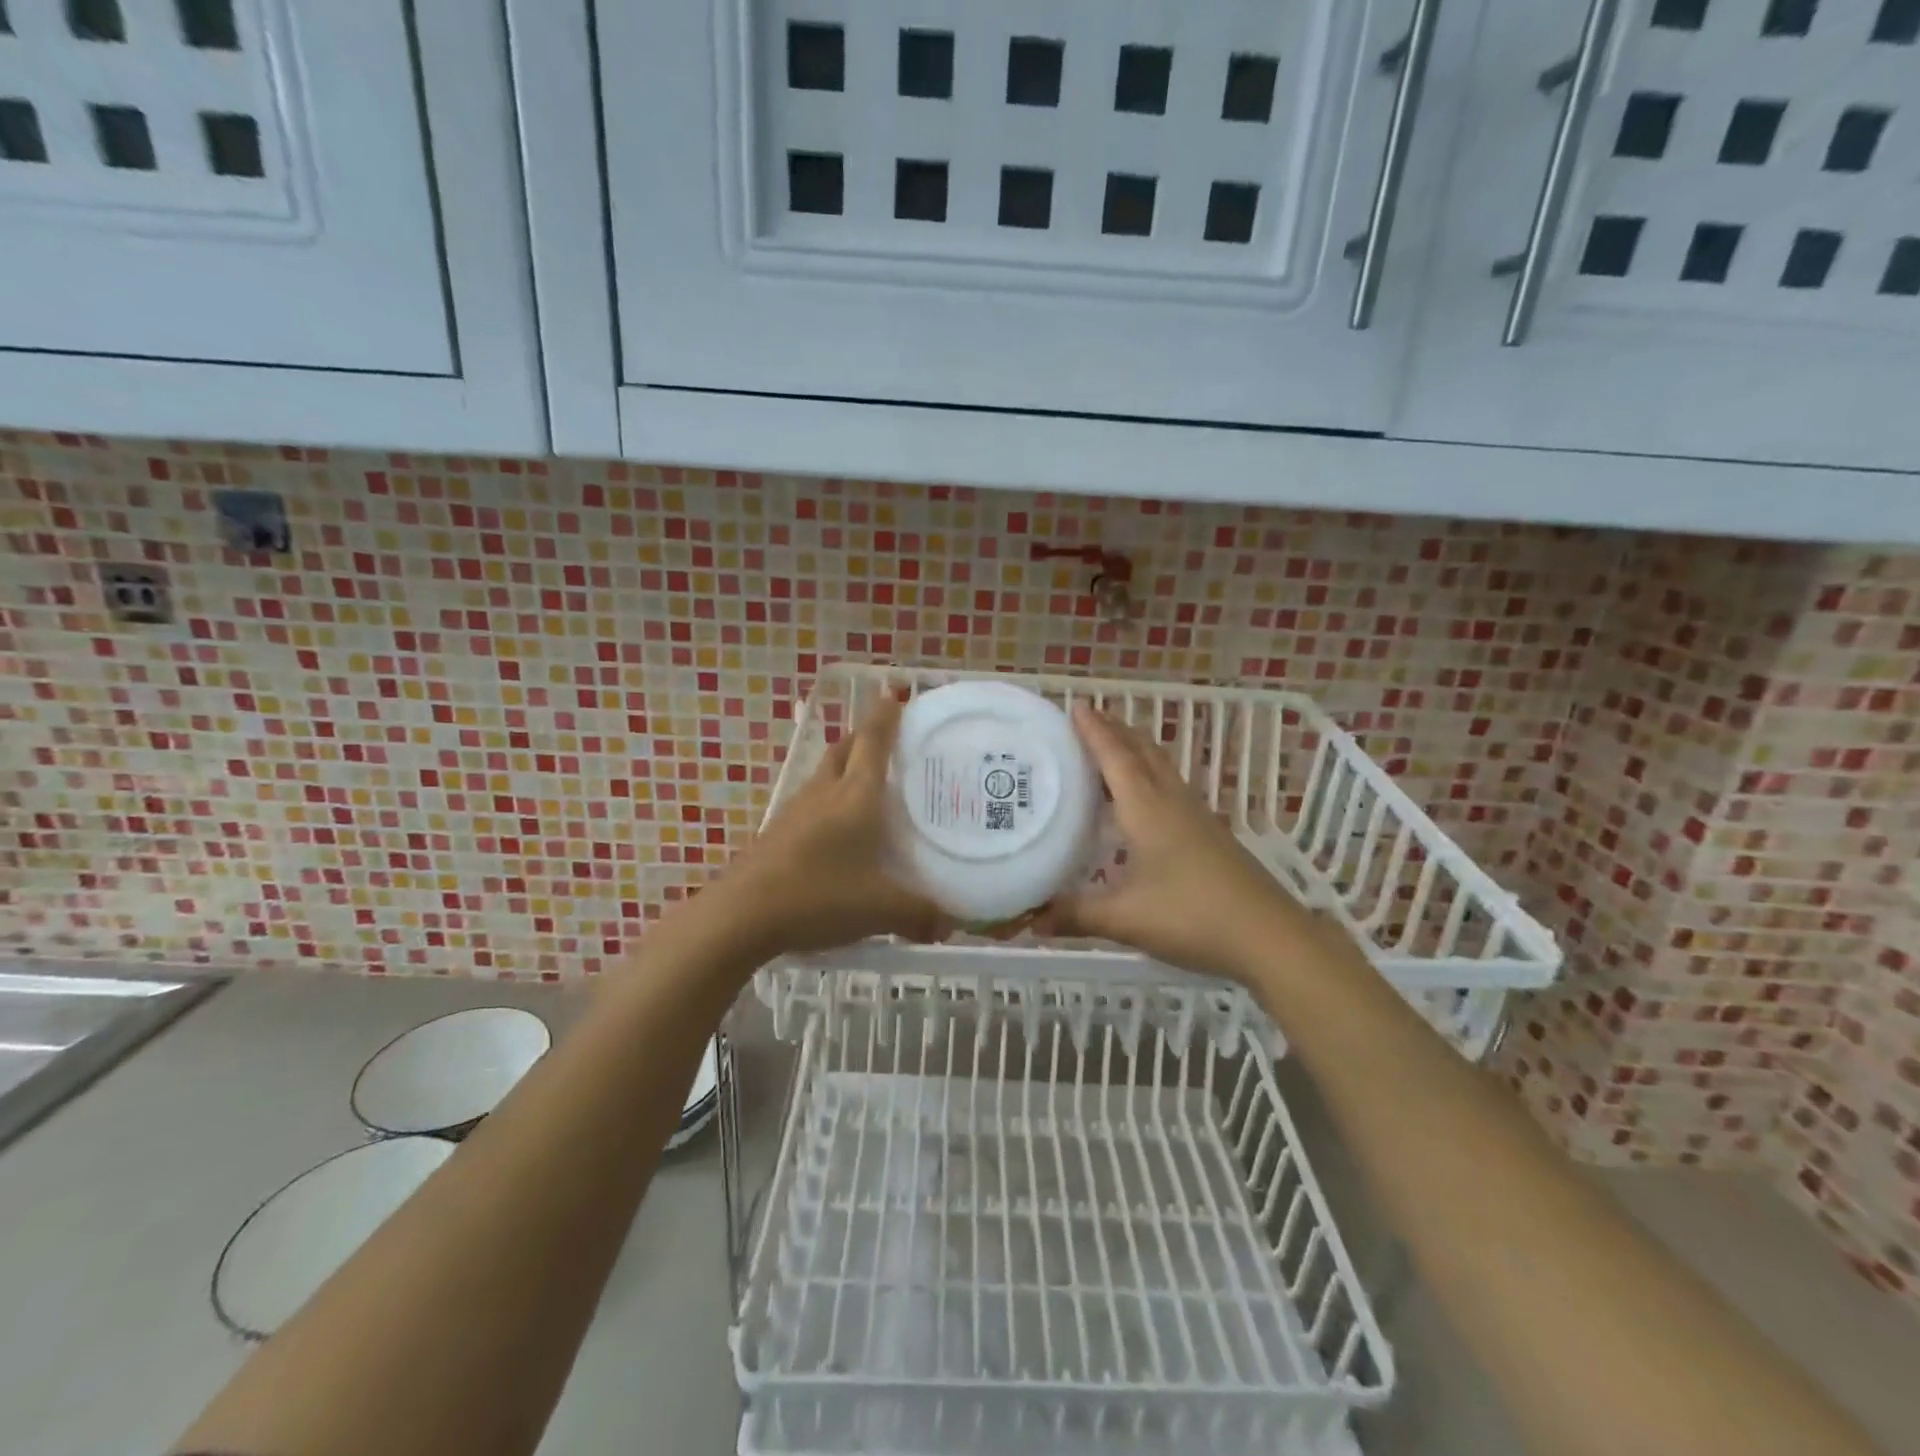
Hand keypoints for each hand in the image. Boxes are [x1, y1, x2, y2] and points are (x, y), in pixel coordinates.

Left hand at [714, 692, 951, 956]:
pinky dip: (827, 802)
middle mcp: (824, 792)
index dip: (885, 716)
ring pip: (823, 774)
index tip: (894, 696)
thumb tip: (951, 927)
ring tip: (866, 787)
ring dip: (844, 769)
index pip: (873, 742)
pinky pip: (809, 803)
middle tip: (887, 744)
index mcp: (856, 796)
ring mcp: (795, 811)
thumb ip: (919, 914)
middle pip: (844, 749)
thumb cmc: (819, 896)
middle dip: (864, 738)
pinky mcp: (777, 832)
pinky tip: (837, 832)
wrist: (742, 915)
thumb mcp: (880, 909)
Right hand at [1036, 704, 1312, 983]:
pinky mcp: (1211, 834)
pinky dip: (1150, 776)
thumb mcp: (1126, 919)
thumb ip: (1076, 915)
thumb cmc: (1193, 917)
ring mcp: (1197, 816)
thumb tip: (1030, 919)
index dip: (1095, 731)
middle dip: (1116, 730)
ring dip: (1136, 750)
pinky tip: (1143, 800)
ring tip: (1111, 748)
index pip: (1116, 757)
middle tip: (1088, 719)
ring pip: (1162, 768)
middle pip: (1143, 752)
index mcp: (1148, 810)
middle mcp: (1173, 802)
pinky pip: (1172, 788)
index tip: (1076, 705)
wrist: (1270, 937)